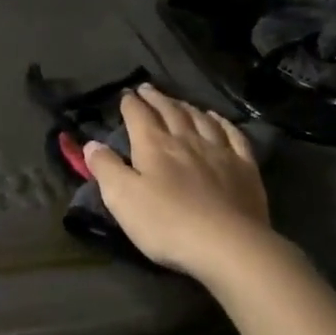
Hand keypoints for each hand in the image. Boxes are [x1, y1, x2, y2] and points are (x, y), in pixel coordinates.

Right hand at [83, 85, 276, 289]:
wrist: (227, 245)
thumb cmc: (166, 223)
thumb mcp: (122, 198)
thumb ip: (105, 168)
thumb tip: (91, 144)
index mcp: (154, 146)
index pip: (139, 116)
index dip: (130, 104)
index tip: (125, 95)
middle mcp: (186, 140)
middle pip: (170, 111)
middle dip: (156, 99)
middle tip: (148, 89)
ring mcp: (219, 152)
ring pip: (201, 119)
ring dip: (186, 107)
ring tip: (178, 102)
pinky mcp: (245, 168)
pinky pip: (233, 135)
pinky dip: (223, 123)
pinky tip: (218, 120)